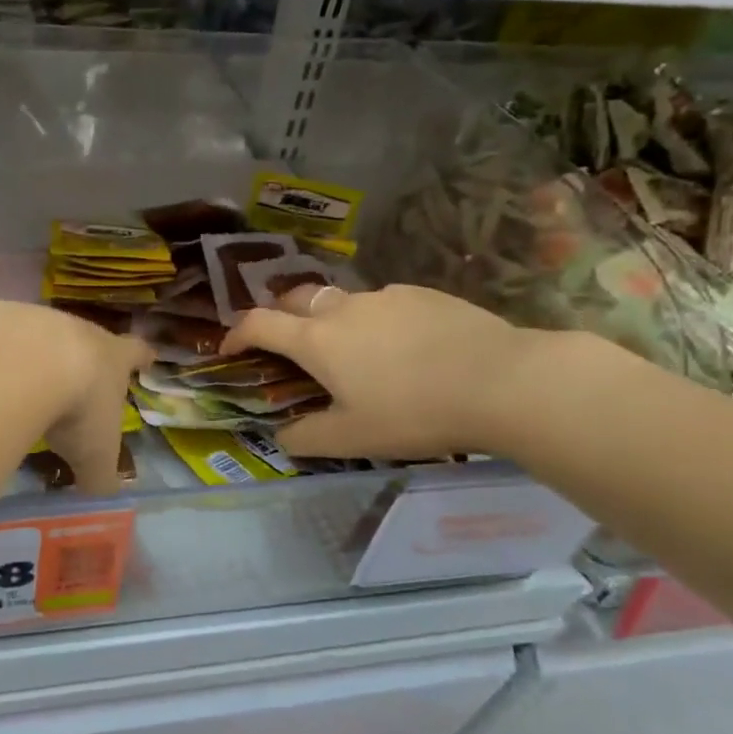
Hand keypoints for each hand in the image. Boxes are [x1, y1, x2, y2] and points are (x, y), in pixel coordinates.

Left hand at [15, 308, 152, 494]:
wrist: (22, 364)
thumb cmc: (76, 409)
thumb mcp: (95, 456)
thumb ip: (100, 476)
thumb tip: (102, 490)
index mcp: (113, 358)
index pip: (136, 353)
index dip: (142, 357)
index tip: (147, 358)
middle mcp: (78, 331)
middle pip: (86, 341)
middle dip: (81, 362)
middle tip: (73, 385)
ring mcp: (35, 319)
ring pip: (39, 338)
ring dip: (33, 360)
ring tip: (19, 388)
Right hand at [220, 284, 527, 458]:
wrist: (502, 381)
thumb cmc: (414, 413)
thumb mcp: (351, 439)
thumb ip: (305, 438)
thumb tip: (281, 435)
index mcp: (316, 340)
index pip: (259, 324)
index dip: (236, 334)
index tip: (230, 350)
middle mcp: (343, 308)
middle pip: (294, 299)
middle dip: (278, 316)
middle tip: (285, 345)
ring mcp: (385, 296)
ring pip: (341, 301)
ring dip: (329, 320)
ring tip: (351, 352)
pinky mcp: (423, 294)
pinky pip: (383, 303)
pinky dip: (373, 321)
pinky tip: (402, 348)